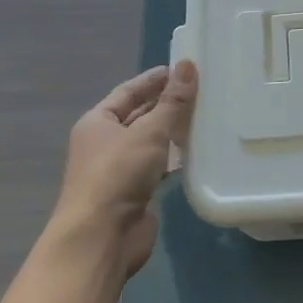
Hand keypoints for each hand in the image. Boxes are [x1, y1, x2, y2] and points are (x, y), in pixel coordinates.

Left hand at [47, 62, 196, 278]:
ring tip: (205, 116)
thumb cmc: (118, 174)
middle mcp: (105, 143)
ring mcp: (119, 170)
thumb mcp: (148, 132)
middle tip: (201, 90)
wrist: (101, 237)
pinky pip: (158, 166)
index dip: (153, 80)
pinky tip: (198, 151)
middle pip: (138, 116)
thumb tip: (187, 65)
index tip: (181, 68)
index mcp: (97, 122)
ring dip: (172, 131)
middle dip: (165, 104)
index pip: (127, 92)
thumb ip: (172, 102)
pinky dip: (174, 158)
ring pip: (150, 142)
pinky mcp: (135, 193)